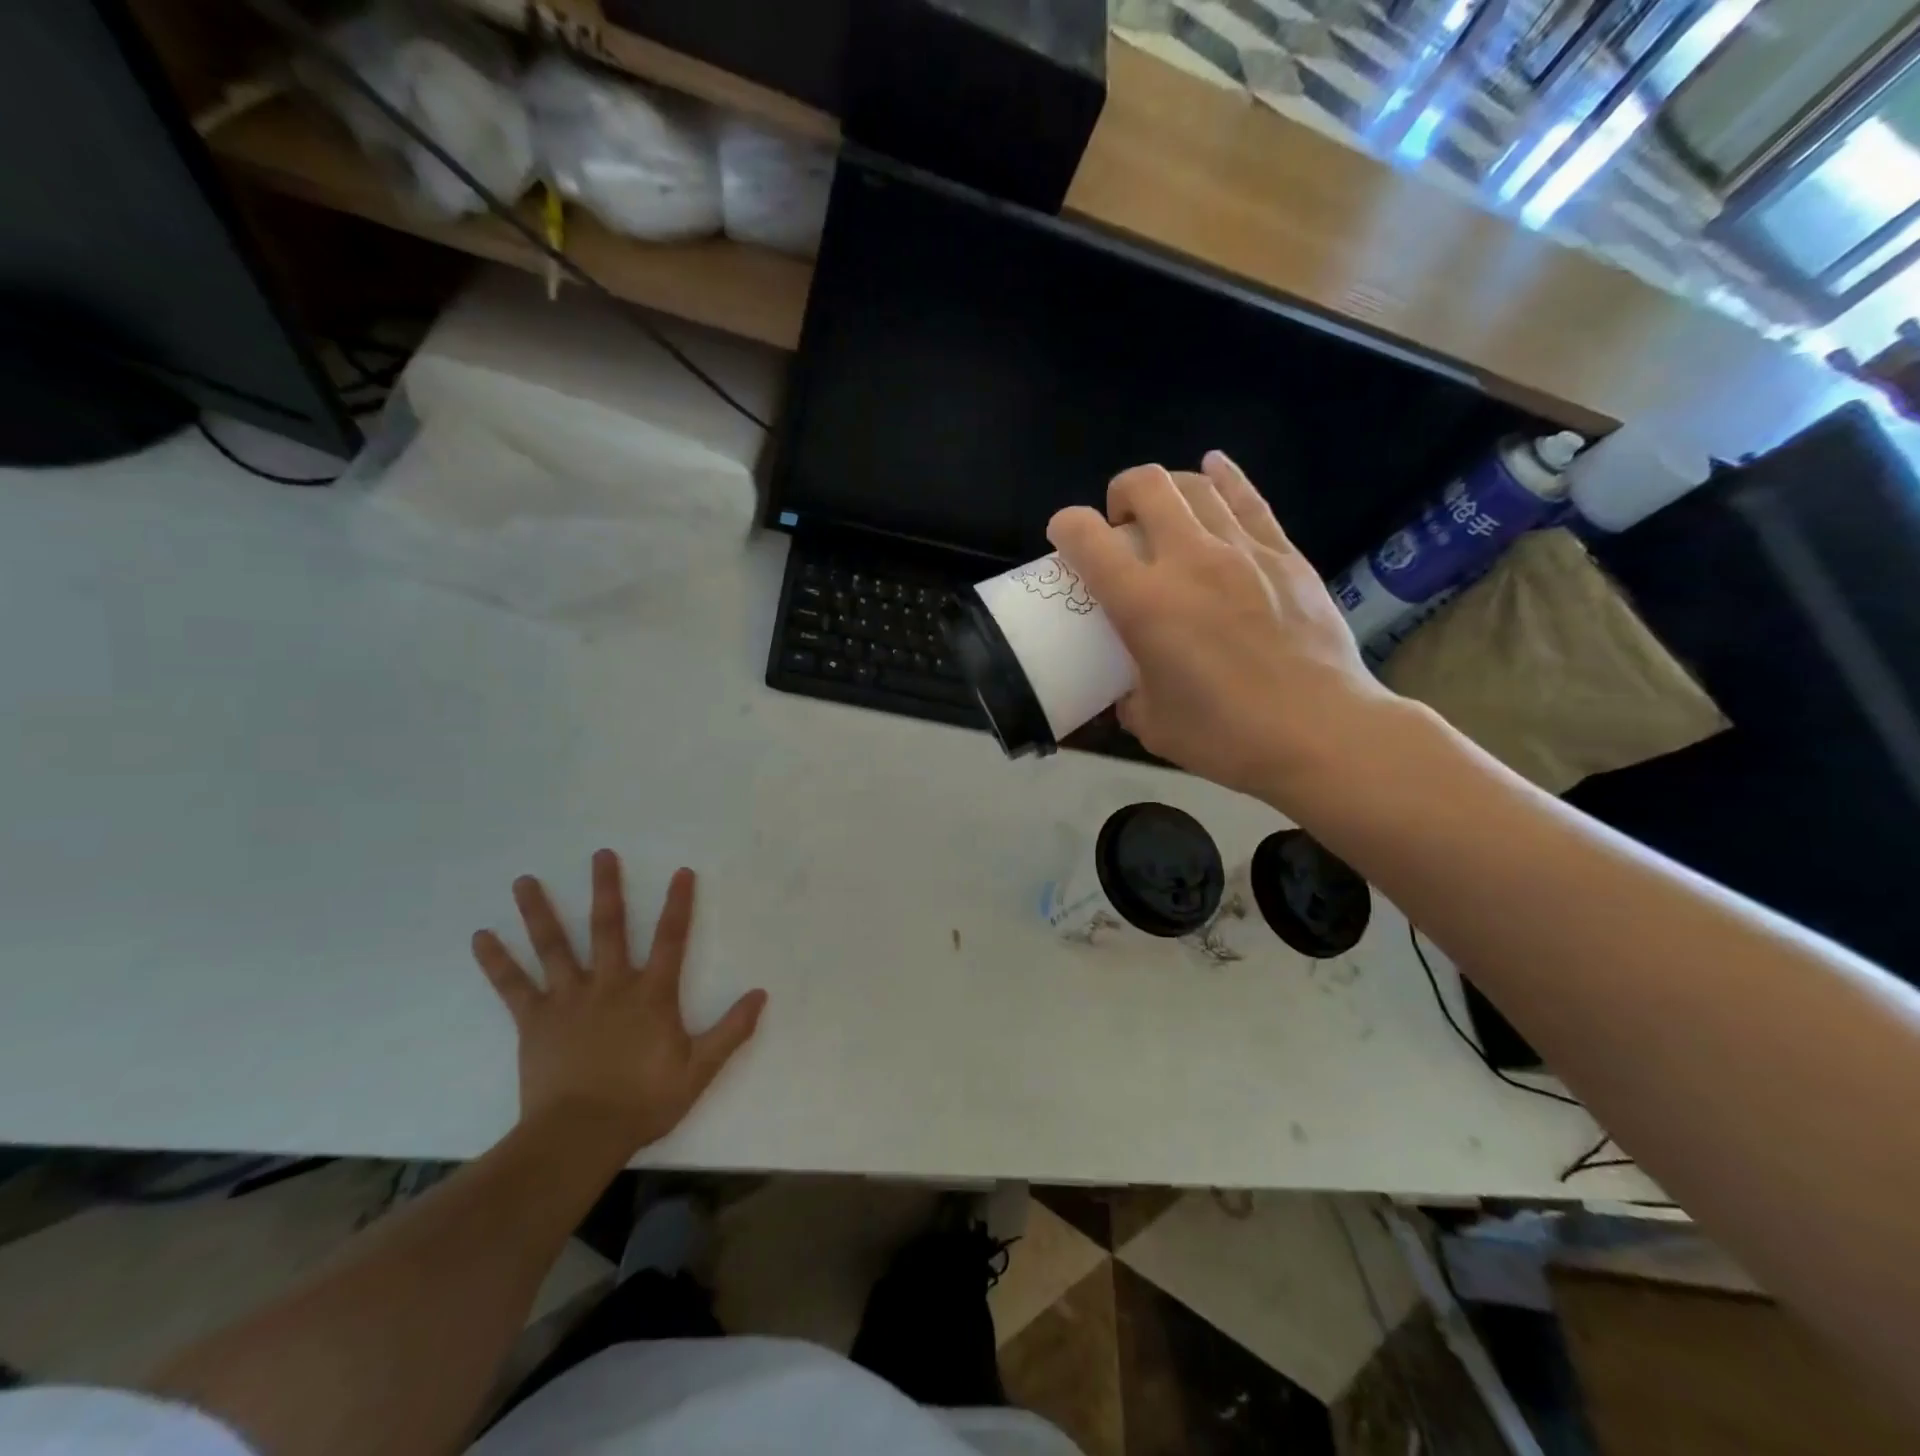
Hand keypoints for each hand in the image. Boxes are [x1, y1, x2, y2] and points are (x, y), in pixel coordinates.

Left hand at [471, 853, 766, 1154]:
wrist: (579, 1136)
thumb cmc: (643, 1101)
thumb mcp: (699, 1070)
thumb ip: (731, 1031)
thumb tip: (760, 994)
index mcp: (651, 994)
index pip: (671, 939)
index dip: (679, 904)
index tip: (681, 872)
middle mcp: (610, 985)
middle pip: (608, 928)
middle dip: (607, 888)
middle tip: (601, 854)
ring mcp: (568, 1000)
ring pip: (554, 946)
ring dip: (540, 911)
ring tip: (524, 881)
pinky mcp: (535, 1021)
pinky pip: (513, 986)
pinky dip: (496, 961)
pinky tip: (480, 937)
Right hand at [1047, 452, 1392, 798]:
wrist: (1320, 731)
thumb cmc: (1226, 736)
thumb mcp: (1152, 725)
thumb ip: (1129, 696)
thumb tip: (1128, 689)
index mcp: (1144, 603)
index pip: (1087, 538)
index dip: (1065, 526)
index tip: (1064, 538)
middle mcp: (1189, 561)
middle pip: (1147, 486)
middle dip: (1121, 492)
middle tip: (1120, 523)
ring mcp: (1242, 551)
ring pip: (1197, 485)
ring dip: (1168, 488)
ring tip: (1165, 510)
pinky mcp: (1285, 555)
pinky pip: (1248, 499)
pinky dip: (1224, 478)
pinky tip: (1214, 470)